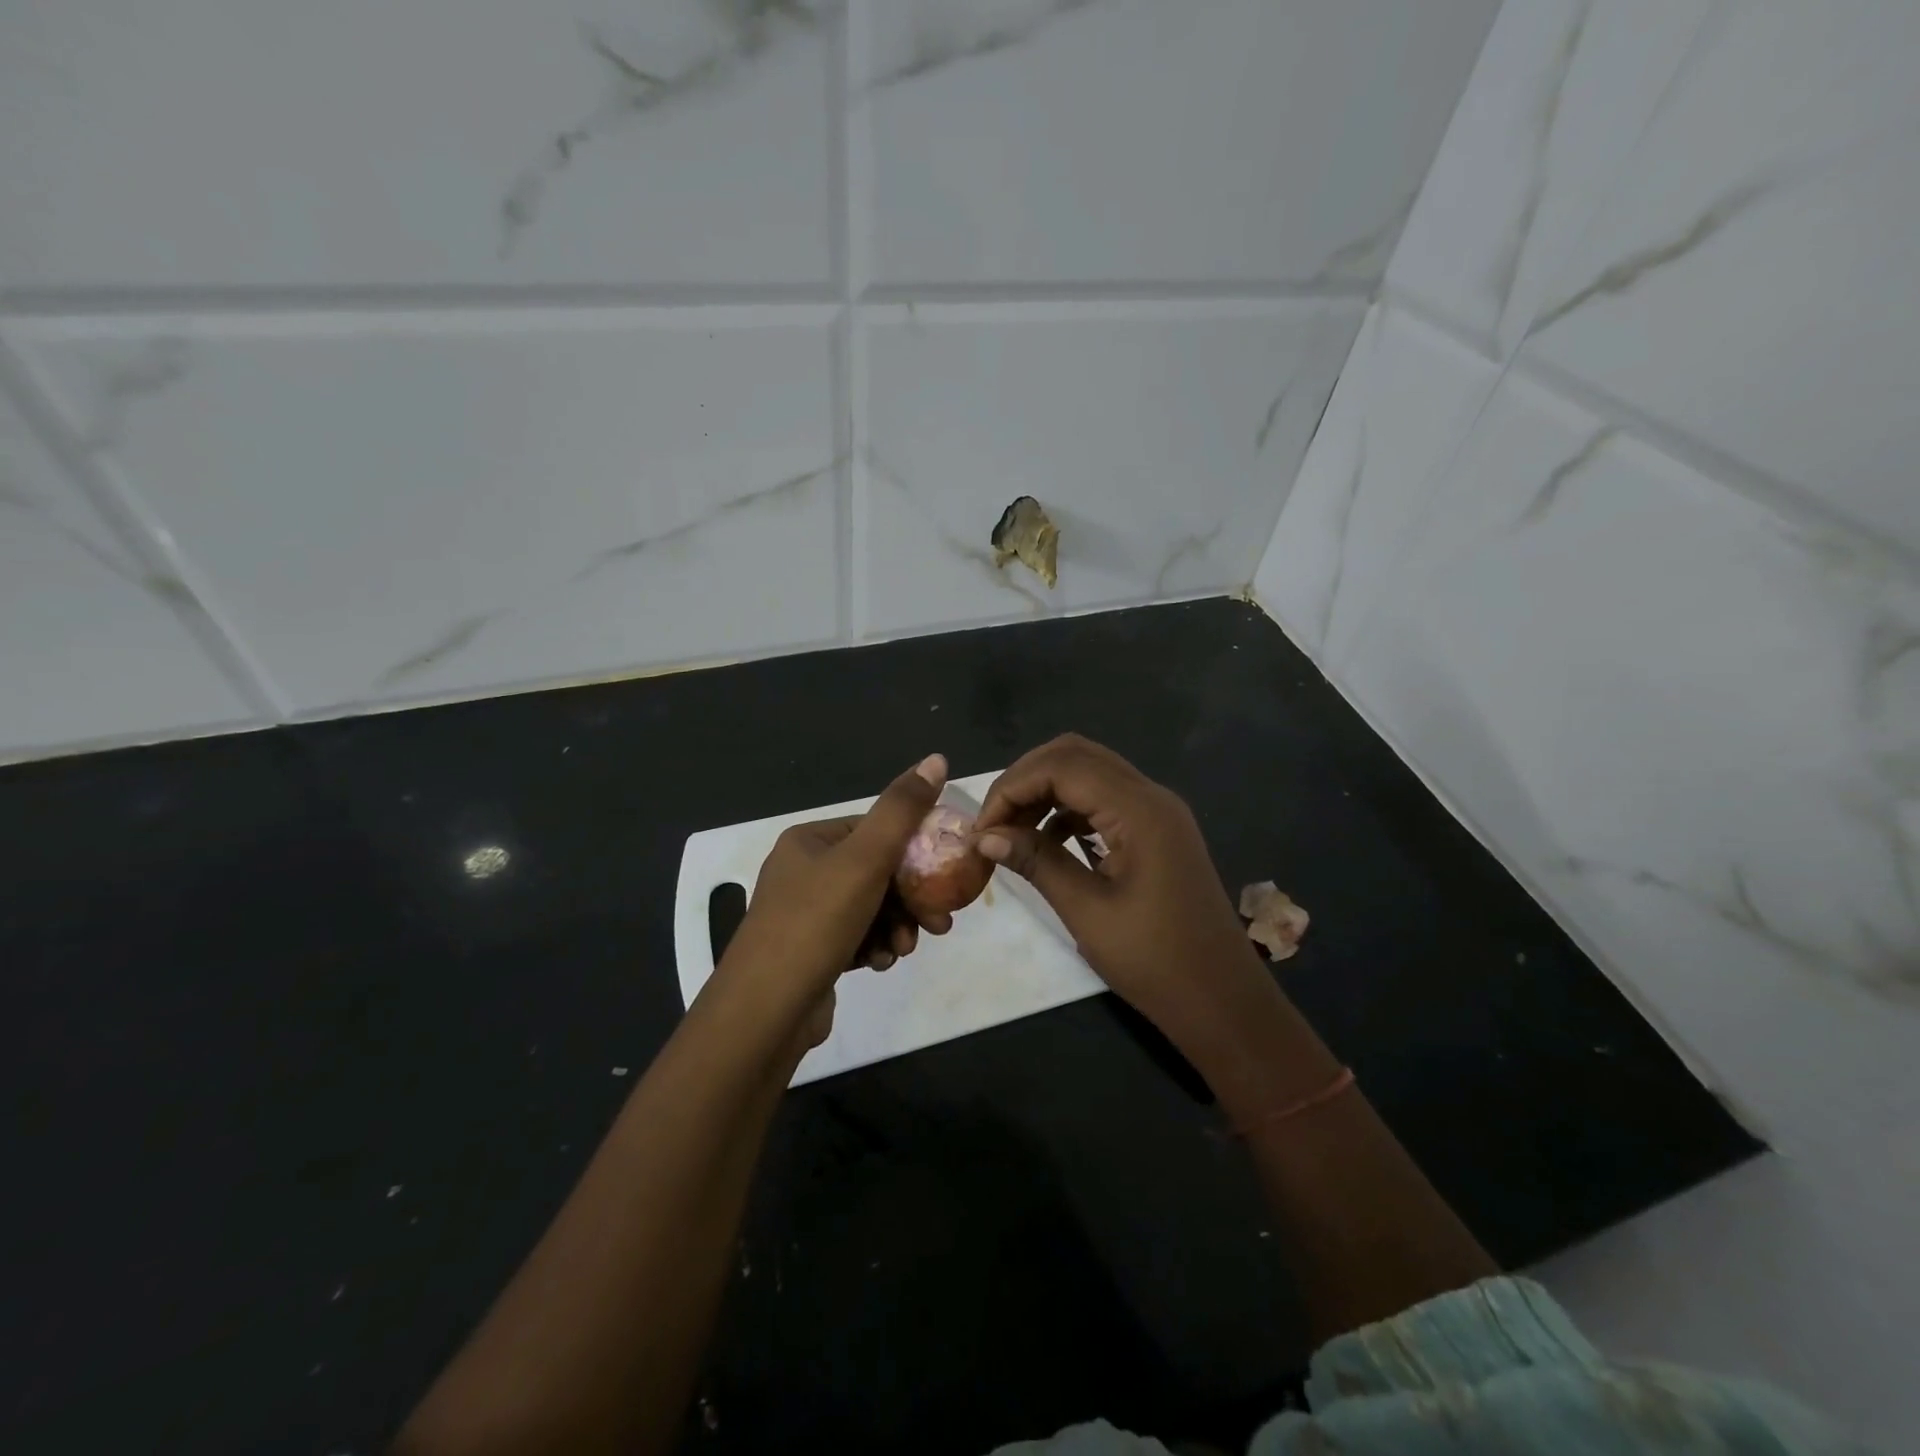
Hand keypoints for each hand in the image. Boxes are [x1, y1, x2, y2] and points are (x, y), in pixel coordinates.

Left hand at [713, 754, 948, 1045]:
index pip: (875, 830)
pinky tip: (882, 963)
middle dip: (910, 898)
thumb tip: (936, 759)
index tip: (947, 875)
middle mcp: (803, 871)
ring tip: (906, 949)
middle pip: (877, 872)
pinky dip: (876, 946)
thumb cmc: (816, 923)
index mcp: (809, 841)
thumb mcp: (865, 858)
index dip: (915, 851)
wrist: (766, 1012)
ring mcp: (804, 915)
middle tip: (940, 923)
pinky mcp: (811, 952)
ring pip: (871, 908)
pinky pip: (856, 937)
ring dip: (897, 926)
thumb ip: (902, 809)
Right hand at [970, 735, 1274, 1044]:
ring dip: (1046, 792)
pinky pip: (1105, 800)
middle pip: (1076, 755)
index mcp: (1139, 810)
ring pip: (1090, 773)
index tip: (982, 830)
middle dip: (1026, 779)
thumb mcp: (1087, 911)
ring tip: (1012, 833)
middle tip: (994, 822)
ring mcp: (1158, 812)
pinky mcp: (1157, 831)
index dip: (1012, 788)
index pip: (1062, 766)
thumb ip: (1037, 862)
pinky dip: (1069, 809)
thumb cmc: (1155, 961)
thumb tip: (985, 837)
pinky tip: (1047, 841)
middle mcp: (1151, 796)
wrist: (1223, 1001)